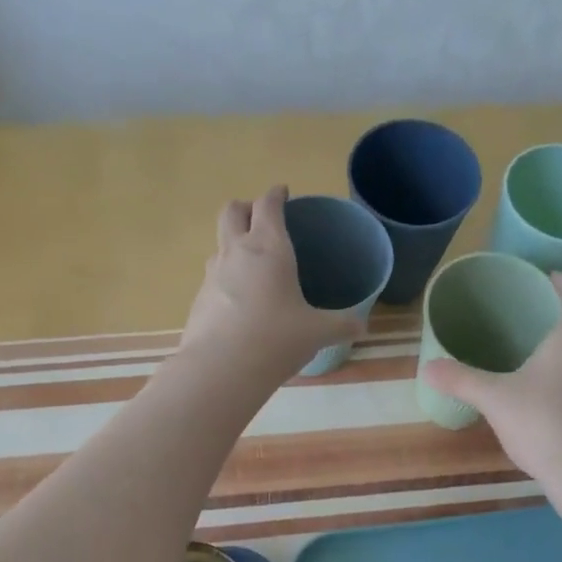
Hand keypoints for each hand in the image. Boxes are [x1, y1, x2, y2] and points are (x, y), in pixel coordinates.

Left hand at [179, 185, 362, 382]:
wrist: (221, 368)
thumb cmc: (276, 339)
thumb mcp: (317, 332)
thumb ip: (341, 325)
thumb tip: (362, 326)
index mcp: (269, 248)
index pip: (268, 205)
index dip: (276, 194)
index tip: (283, 193)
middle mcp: (237, 251)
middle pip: (232, 211)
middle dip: (246, 207)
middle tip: (260, 219)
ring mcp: (213, 273)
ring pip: (219, 242)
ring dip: (232, 242)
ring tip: (249, 262)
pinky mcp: (199, 298)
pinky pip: (213, 276)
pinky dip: (225, 277)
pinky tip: (237, 300)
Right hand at [420, 274, 561, 483]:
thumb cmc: (543, 423)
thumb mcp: (494, 398)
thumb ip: (461, 380)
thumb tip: (427, 367)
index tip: (548, 276)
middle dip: (555, 314)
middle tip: (524, 313)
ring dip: (555, 346)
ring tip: (523, 349)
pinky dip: (554, 373)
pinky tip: (530, 390)